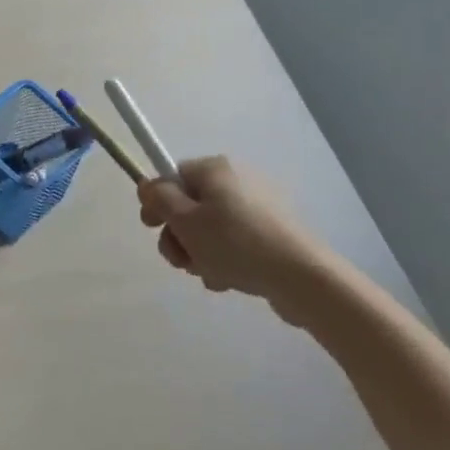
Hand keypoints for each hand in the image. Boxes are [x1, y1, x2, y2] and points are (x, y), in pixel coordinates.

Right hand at [137, 156, 336, 319]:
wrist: (301, 276)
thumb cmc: (235, 243)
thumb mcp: (185, 220)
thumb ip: (160, 199)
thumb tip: (148, 185)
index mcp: (215, 169)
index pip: (173, 176)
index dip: (158, 201)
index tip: (151, 228)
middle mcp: (237, 181)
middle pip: (190, 205)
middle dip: (179, 235)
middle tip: (181, 260)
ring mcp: (258, 207)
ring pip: (210, 229)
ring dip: (200, 252)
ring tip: (209, 274)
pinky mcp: (273, 233)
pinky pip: (235, 242)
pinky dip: (225, 259)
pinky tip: (229, 280)